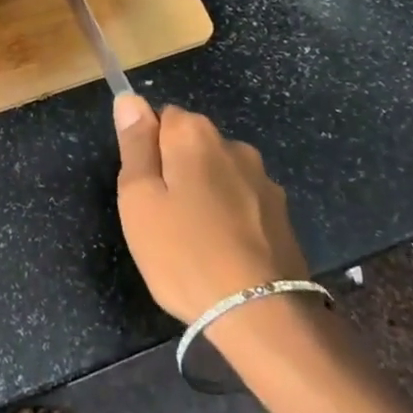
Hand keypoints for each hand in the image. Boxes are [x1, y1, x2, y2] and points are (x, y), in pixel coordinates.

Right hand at [112, 97, 310, 323]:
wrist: (260, 313)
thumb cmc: (184, 252)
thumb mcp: (139, 198)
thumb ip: (135, 144)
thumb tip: (129, 99)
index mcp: (194, 134)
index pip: (161, 117)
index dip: (148, 151)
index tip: (145, 190)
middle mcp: (232, 144)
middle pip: (192, 145)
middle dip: (177, 170)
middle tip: (163, 219)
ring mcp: (263, 179)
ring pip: (219, 174)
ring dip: (206, 193)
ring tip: (196, 241)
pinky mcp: (282, 214)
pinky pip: (244, 202)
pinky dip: (232, 217)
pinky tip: (226, 253)